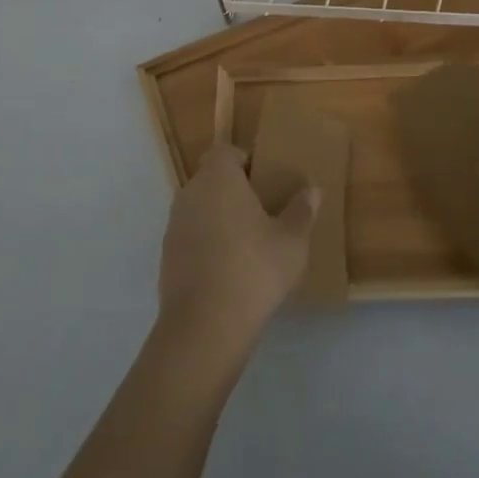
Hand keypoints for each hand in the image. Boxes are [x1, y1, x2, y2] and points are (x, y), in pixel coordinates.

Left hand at [158, 143, 318, 362]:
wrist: (204, 326)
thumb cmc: (253, 270)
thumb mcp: (292, 241)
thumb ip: (302, 211)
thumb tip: (312, 190)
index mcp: (218, 178)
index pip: (226, 151)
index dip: (245, 161)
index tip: (265, 182)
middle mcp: (190, 192)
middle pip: (211, 178)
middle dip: (233, 189)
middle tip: (262, 211)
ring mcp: (174, 224)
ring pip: (200, 207)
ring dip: (219, 216)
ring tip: (248, 242)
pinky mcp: (166, 255)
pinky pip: (191, 234)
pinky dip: (206, 242)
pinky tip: (228, 268)